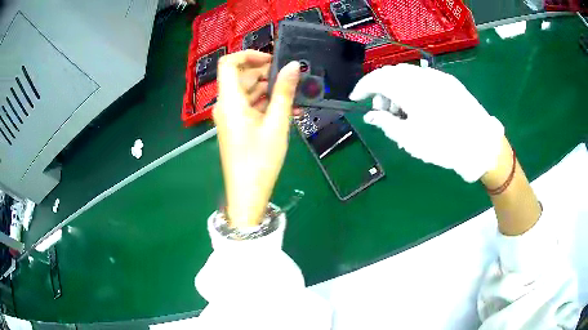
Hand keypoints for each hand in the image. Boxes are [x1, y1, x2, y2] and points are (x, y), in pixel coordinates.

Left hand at [214, 50, 299, 227]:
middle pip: (240, 77)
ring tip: (292, 96)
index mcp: (229, 101)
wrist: (247, 193)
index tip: (271, 60)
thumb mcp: (277, 123)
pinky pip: (248, 106)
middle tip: (290, 79)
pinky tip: (284, 109)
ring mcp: (229, 116)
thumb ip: (284, 91)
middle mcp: (225, 105)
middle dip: (264, 73)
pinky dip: (264, 103)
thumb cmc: (261, 159)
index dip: (248, 55)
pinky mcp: (235, 126)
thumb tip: (293, 65)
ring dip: (267, 90)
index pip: (229, 63)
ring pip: (246, 92)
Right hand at [350, 64, 504, 182]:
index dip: (362, 86)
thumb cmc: (444, 145)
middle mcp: (422, 76)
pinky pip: (423, 78)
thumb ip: (386, 123)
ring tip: (402, 111)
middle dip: (380, 88)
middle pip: (391, 73)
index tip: (355, 98)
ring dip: (397, 87)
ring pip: (407, 74)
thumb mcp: (410, 139)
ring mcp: (437, 77)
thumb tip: (371, 115)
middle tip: (382, 110)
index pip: (377, 78)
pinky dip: (412, 87)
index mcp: (410, 89)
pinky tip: (418, 105)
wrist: (481, 144)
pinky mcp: (449, 81)